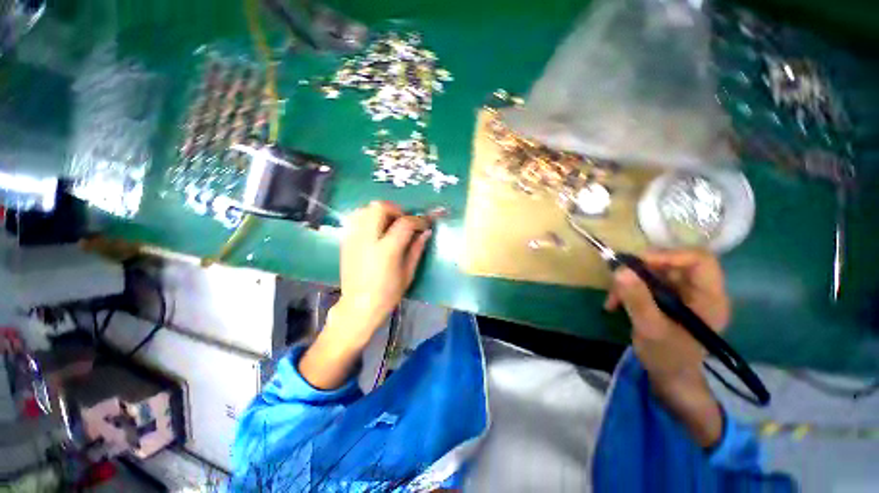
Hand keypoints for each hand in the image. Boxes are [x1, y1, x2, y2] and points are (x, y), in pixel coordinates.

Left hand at [299, 201, 430, 389]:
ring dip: (380, 212)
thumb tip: (426, 232)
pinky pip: (356, 218)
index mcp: (386, 250)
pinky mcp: (345, 241)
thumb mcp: (408, 273)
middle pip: (379, 207)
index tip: (425, 224)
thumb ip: (417, 249)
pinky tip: (375, 230)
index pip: (405, 223)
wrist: (359, 306)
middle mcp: (367, 239)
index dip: (418, 220)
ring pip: (365, 209)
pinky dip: (368, 217)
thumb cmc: (388, 294)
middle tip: (403, 221)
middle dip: (396, 209)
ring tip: (389, 224)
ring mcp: (353, 239)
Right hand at [605, 249, 728, 447]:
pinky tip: (615, 303)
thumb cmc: (667, 358)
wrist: (669, 378)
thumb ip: (637, 300)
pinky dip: (628, 289)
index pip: (699, 260)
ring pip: (655, 271)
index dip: (668, 256)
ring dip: (629, 281)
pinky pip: (646, 282)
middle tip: (618, 280)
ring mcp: (683, 294)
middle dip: (640, 270)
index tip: (637, 264)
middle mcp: (700, 291)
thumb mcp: (650, 329)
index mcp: (710, 297)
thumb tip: (620, 270)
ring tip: (613, 299)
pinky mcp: (668, 298)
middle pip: (672, 262)